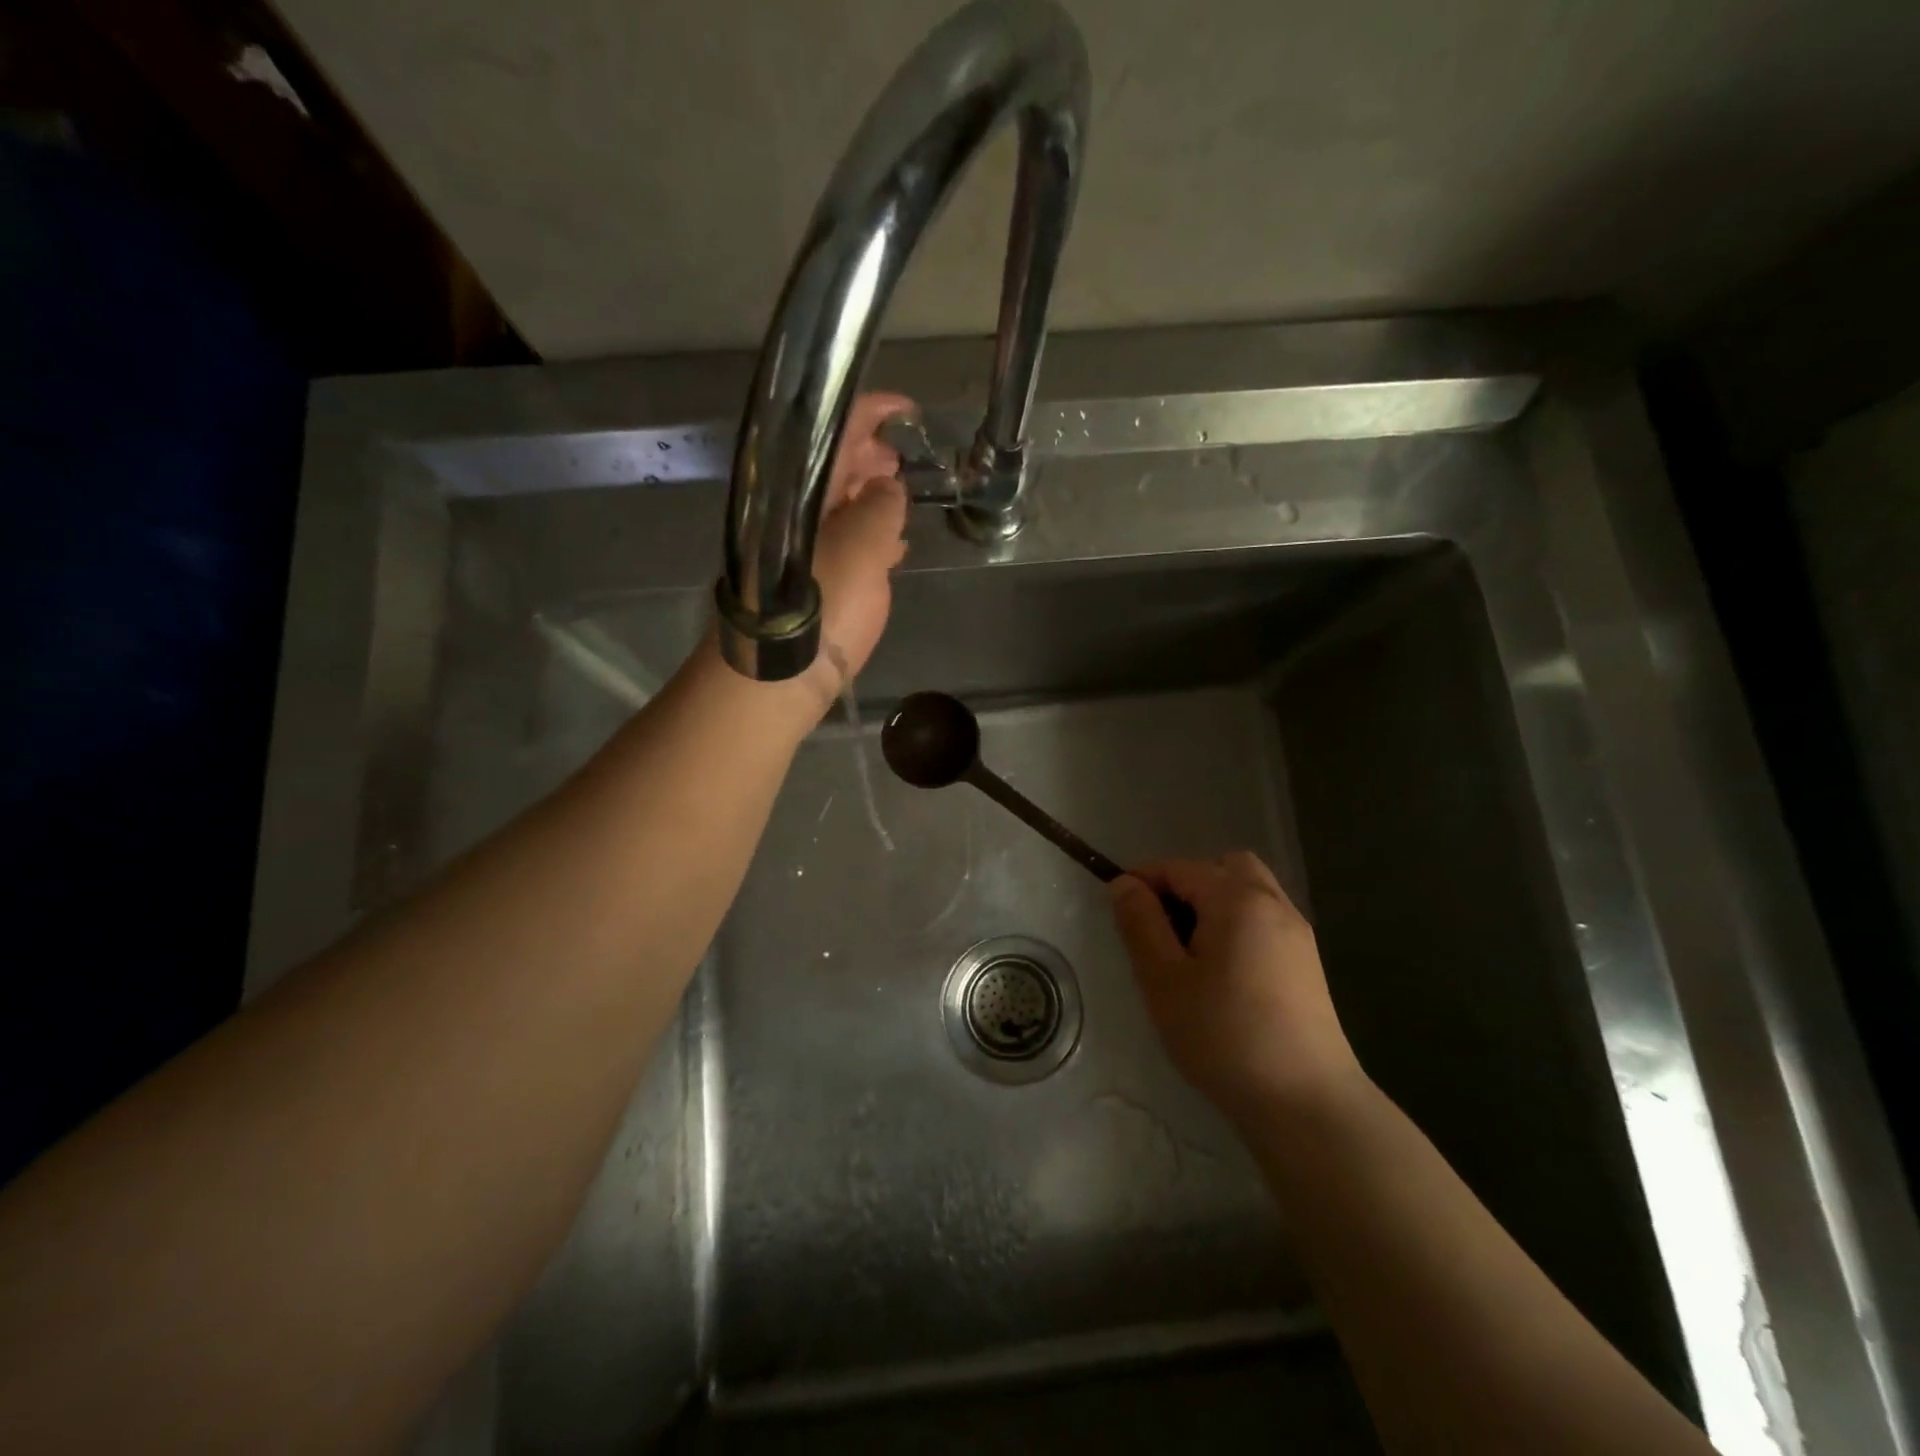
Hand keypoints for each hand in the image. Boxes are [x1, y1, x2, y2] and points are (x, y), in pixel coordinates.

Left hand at [804, 392, 912, 702]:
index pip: (832, 433)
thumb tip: (889, 486)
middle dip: (872, 453)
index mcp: (800, 491)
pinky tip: (894, 544)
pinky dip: (871, 535)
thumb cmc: (818, 606)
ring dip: (873, 494)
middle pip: (834, 467)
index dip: (869, 412)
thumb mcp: (860, 546)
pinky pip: (847, 544)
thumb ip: (881, 507)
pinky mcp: (818, 584)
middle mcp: (798, 512)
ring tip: (905, 494)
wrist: (780, 674)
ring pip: (842, 506)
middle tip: (905, 454)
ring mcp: (806, 549)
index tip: (907, 409)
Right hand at [1111, 853, 1363, 1123]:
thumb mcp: (1164, 980)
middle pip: (1225, 867)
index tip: (1119, 907)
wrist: (1305, 1102)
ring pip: (1249, 892)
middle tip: (1161, 924)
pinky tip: (1222, 971)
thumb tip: (1124, 884)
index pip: (1181, 868)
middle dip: (1187, 882)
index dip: (1145, 879)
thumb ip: (1141, 924)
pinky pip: (1265, 920)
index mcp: (1237, 900)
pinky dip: (1238, 924)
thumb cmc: (1223, 1036)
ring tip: (1189, 949)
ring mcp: (1297, 934)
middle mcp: (1273, 904)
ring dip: (1215, 902)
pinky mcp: (1308, 964)